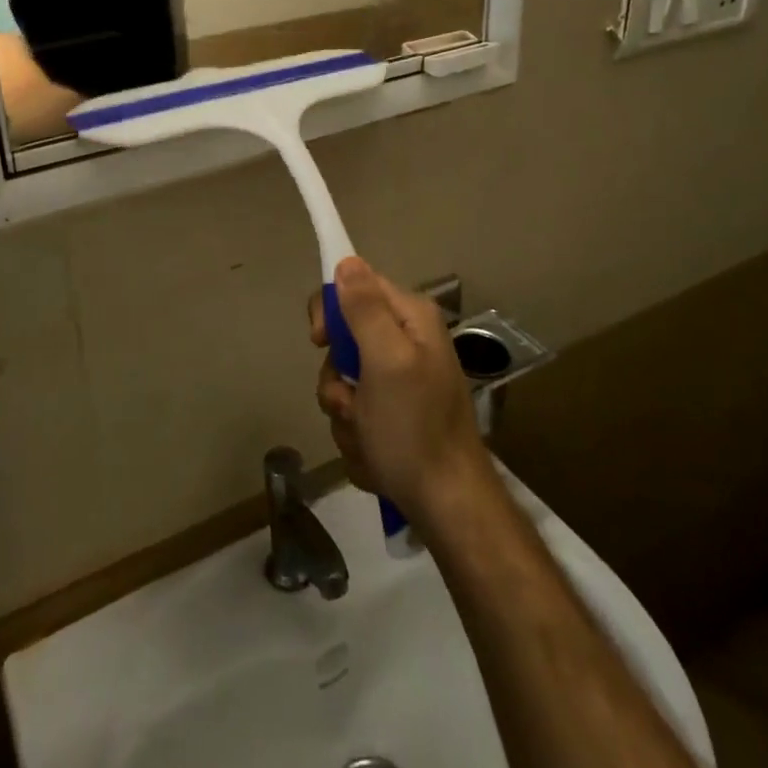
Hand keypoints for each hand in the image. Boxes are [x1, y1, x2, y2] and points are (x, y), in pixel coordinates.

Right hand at [308, 257, 494, 525]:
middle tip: (350, 403)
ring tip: (368, 438)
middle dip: (338, 379)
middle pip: (344, 339)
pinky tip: (376, 455)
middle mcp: (407, 342)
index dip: (330, 311)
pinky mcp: (394, 415)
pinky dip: (357, 436)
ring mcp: (400, 381)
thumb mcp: (386, 361)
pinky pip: (355, 413)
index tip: (319, 341)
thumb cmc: (415, 428)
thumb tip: (346, 260)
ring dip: (345, 414)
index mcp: (410, 318)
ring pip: (344, 382)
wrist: (448, 506)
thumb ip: (365, 309)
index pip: (355, 285)